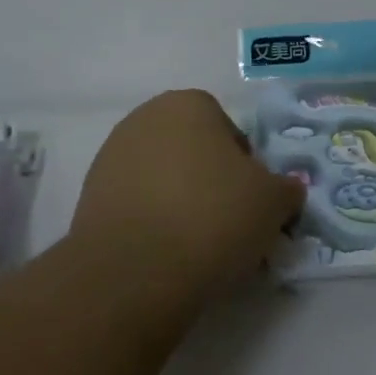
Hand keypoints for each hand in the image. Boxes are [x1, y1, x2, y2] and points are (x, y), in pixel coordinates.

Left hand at [71, 90, 304, 307]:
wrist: (135, 271)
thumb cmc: (213, 217)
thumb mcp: (272, 202)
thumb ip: (285, 188)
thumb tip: (286, 190)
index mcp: (188, 104)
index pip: (230, 132)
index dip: (246, 169)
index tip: (250, 204)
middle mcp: (145, 118)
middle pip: (193, 151)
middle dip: (210, 182)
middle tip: (227, 225)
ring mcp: (111, 156)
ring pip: (162, 178)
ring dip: (179, 201)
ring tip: (194, 246)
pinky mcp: (89, 195)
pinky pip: (135, 204)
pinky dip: (151, 222)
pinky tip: (163, 254)